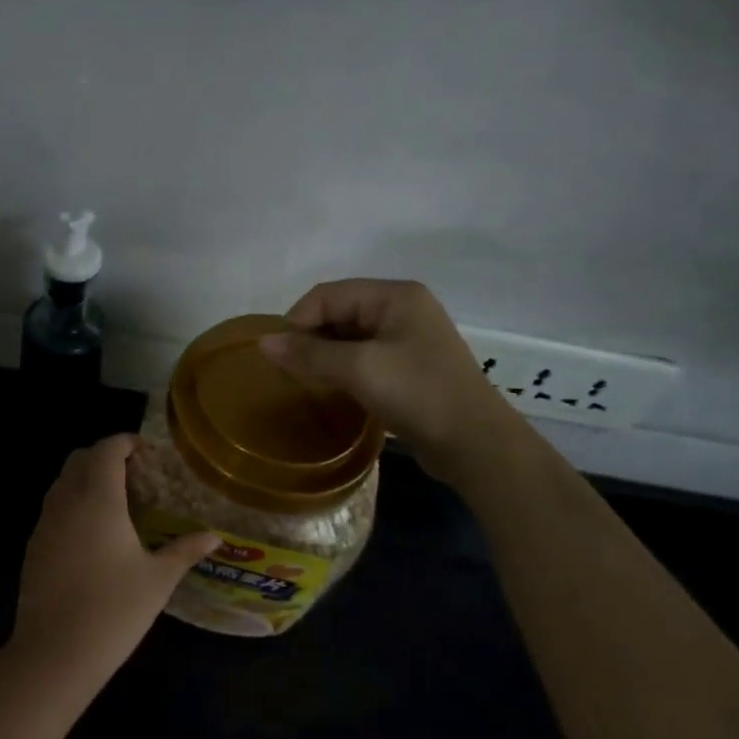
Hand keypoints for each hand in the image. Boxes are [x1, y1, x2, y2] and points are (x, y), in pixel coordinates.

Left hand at [7, 435, 218, 696]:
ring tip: (115, 500)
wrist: (54, 653)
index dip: (126, 443)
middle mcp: (67, 500)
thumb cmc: (113, 610)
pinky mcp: (34, 545)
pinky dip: (72, 502)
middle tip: (134, 473)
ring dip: (85, 478)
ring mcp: (45, 522)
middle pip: (80, 458)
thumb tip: (215, 536)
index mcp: (98, 498)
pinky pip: (53, 507)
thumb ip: (185, 550)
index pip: (107, 449)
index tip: (146, 452)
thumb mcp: (158, 579)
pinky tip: (92, 532)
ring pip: (62, 481)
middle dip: (105, 456)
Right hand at [258, 279, 517, 478]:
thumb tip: (262, 342)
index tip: (279, 356)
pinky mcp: (408, 368)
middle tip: (288, 371)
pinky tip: (329, 390)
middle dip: (310, 338)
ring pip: (348, 338)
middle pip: (338, 313)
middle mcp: (402, 309)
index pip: (328, 294)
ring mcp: (407, 339)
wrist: (475, 444)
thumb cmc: (418, 393)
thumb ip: (309, 353)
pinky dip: (341, 370)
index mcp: (394, 296)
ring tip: (303, 381)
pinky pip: (363, 358)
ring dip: (324, 356)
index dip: (298, 320)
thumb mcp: (359, 368)